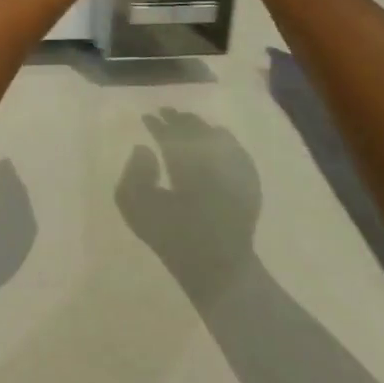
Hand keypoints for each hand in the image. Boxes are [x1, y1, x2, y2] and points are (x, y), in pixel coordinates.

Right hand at [117, 110, 262, 300]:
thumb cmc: (175, 240)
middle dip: (179, 120)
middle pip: (195, 130)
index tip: (147, 117)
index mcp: (186, 165)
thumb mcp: (138, 211)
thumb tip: (143, 149)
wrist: (219, 269)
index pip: (170, 134)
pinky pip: (237, 150)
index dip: (157, 124)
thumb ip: (134, 174)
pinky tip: (218, 137)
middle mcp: (213, 160)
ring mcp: (235, 170)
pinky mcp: (249, 182)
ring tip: (188, 122)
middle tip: (166, 113)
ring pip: (217, 136)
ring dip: (200, 127)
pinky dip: (224, 140)